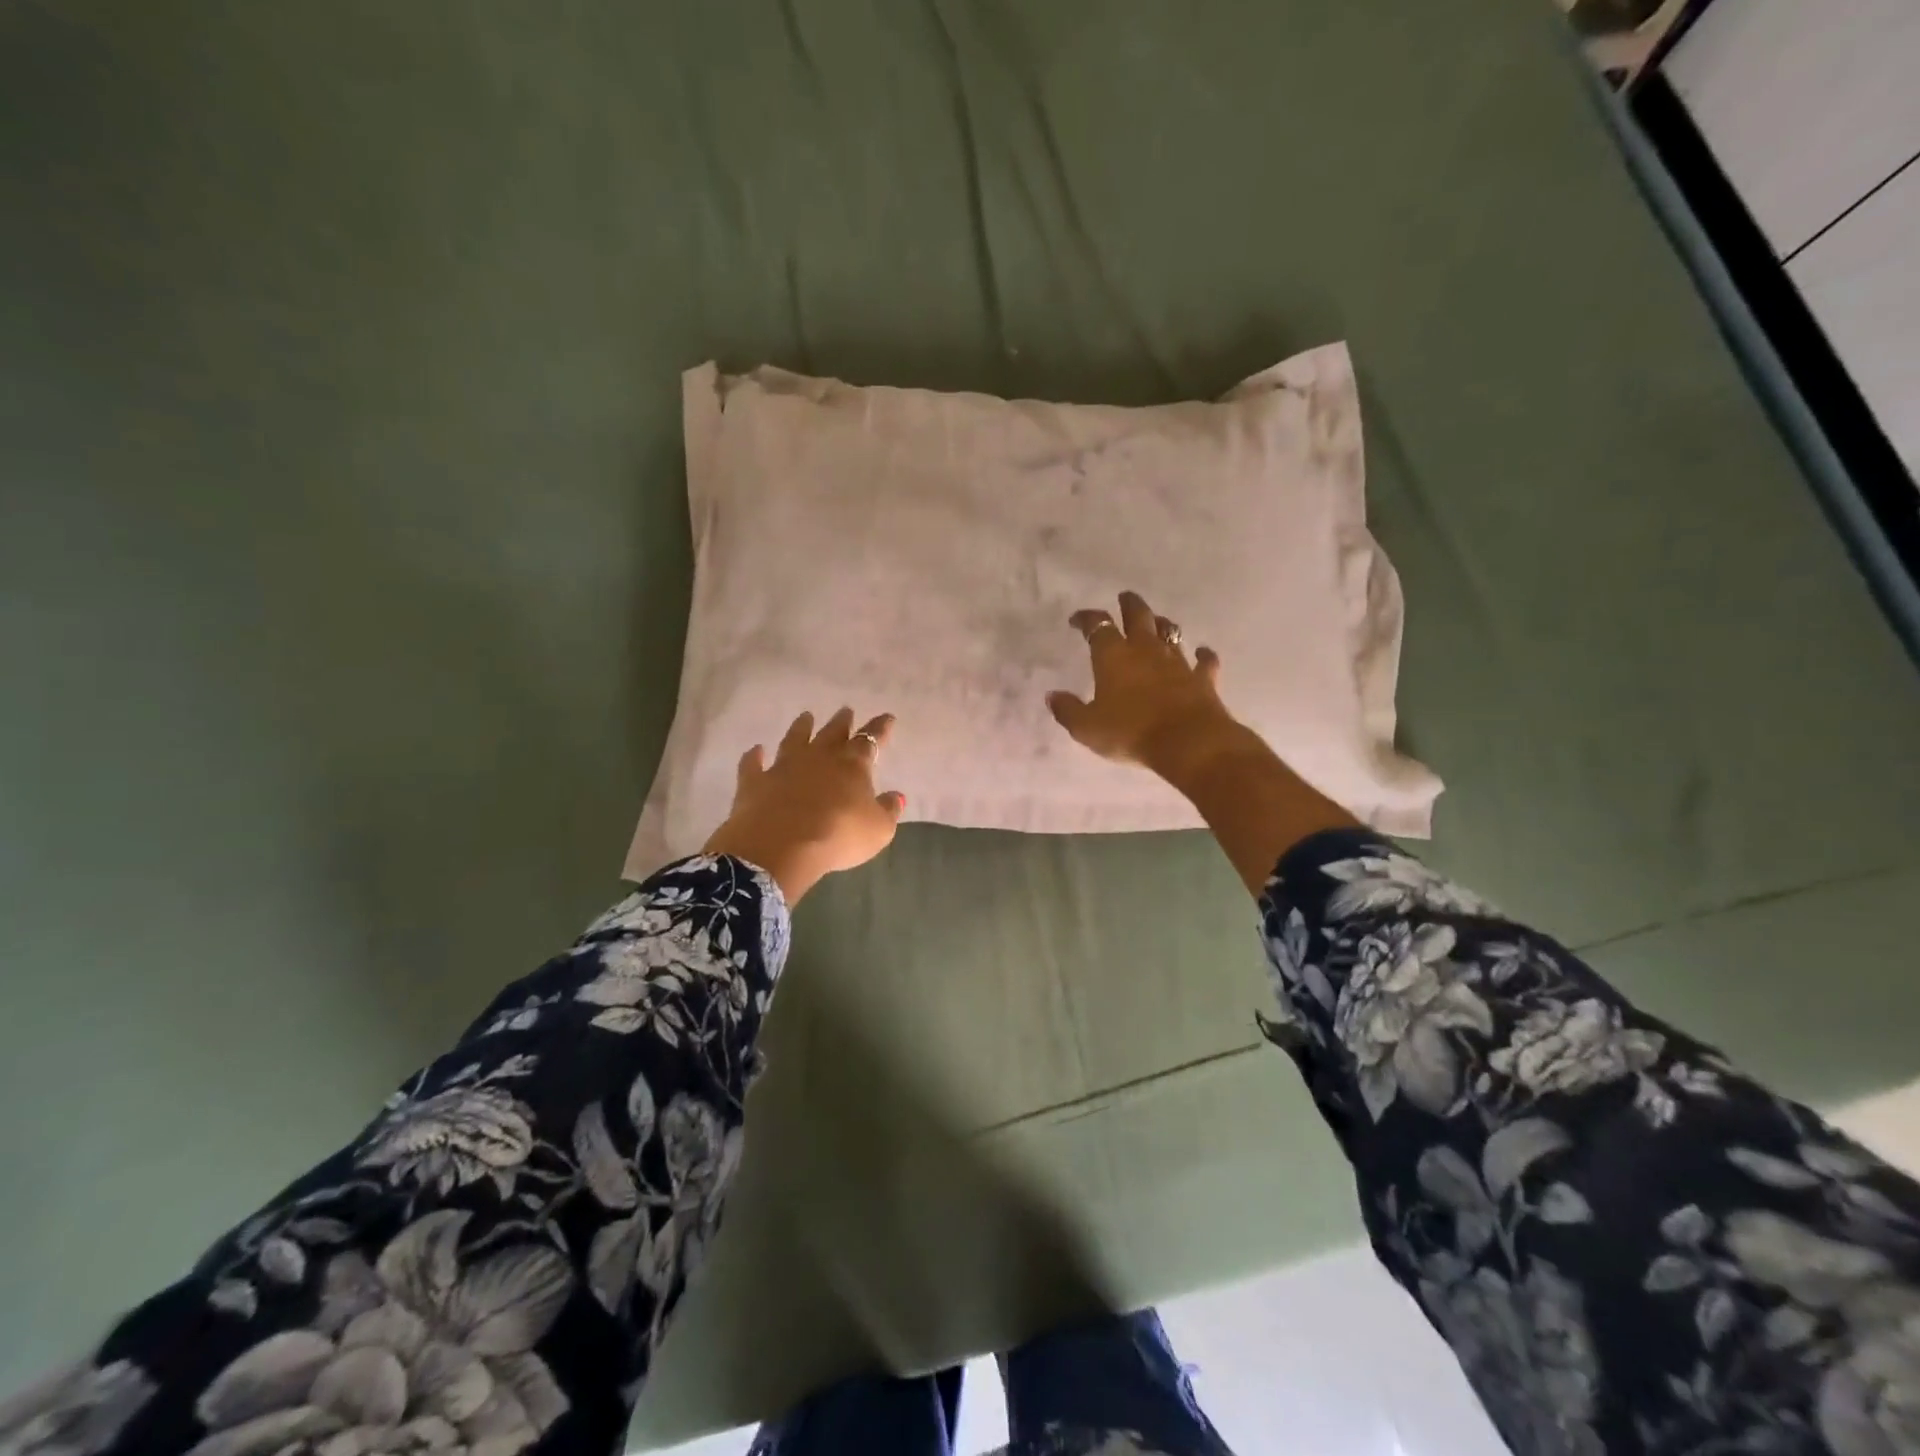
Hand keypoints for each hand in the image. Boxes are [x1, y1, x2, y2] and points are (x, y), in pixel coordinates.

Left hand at [702, 708, 905, 903]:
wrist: (780, 847)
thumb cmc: (838, 837)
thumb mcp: (877, 830)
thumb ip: (888, 810)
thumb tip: (896, 796)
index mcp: (851, 766)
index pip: (870, 740)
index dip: (880, 729)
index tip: (887, 717)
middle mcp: (818, 758)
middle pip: (832, 733)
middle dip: (842, 721)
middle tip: (846, 710)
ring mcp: (783, 767)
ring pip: (794, 739)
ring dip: (801, 727)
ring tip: (806, 716)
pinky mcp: (755, 782)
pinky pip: (753, 764)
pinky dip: (754, 756)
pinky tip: (756, 750)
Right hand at [1047, 590, 1247, 785]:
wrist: (1187, 741)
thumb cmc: (1130, 732)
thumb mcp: (1087, 727)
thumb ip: (1068, 710)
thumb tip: (1052, 696)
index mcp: (1113, 656)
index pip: (1098, 626)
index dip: (1087, 619)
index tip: (1078, 619)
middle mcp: (1145, 650)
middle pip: (1138, 616)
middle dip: (1130, 605)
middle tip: (1125, 597)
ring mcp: (1177, 662)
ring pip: (1170, 633)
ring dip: (1162, 625)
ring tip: (1157, 621)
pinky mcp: (1202, 679)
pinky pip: (1204, 661)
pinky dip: (1202, 655)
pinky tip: (1202, 652)